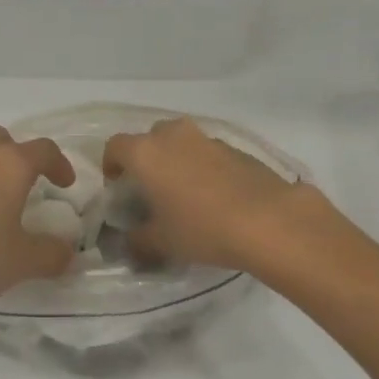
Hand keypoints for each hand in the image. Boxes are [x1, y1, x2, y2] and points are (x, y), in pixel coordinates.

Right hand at [102, 117, 324, 271]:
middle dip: (146, 159)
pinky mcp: (237, 148)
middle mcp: (174, 135)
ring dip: (176, 160)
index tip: (118, 186)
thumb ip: (137, 239)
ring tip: (184, 193)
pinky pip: (208, 152)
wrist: (268, 220)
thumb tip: (129, 241)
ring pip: (181, 142)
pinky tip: (214, 196)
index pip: (115, 146)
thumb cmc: (201, 228)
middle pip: (150, 138)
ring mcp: (208, 139)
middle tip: (151, 189)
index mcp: (146, 152)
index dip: (111, 164)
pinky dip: (203, 167)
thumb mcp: (161, 242)